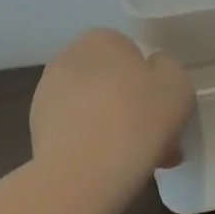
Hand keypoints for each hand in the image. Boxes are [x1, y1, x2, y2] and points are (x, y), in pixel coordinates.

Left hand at [30, 30, 194, 185]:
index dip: (153, 83)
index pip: (132, 54)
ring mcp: (47, 97)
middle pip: (113, 84)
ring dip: (118, 131)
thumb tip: (152, 73)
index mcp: (99, 40)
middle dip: (136, 110)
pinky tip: (115, 172)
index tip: (167, 111)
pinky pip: (79, 135)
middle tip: (160, 140)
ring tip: (142, 163)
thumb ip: (168, 69)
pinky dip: (96, 149)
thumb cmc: (137, 117)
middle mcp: (67, 60)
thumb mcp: (176, 83)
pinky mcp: (38, 132)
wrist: (84, 174)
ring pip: (96, 112)